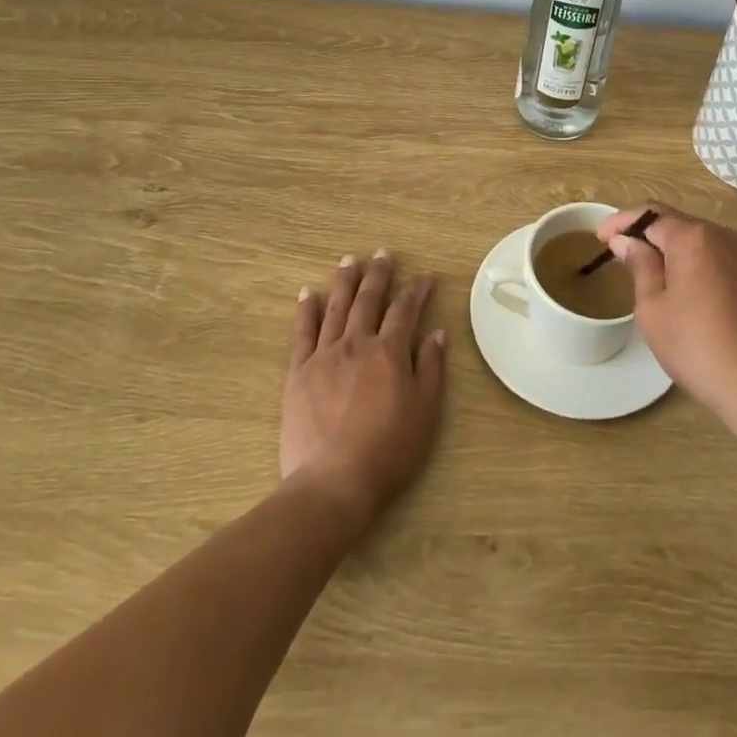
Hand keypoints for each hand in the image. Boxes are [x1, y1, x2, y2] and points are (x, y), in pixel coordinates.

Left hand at [281, 251, 446, 533]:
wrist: (334, 482)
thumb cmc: (389, 451)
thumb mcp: (425, 412)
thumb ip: (431, 368)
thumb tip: (437, 333)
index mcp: (389, 352)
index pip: (406, 310)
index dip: (417, 290)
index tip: (426, 276)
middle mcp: (357, 344)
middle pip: (369, 300)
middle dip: (378, 275)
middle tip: (383, 253)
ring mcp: (324, 356)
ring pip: (336, 308)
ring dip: (345, 282)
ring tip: (349, 261)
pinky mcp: (299, 373)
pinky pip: (303, 333)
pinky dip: (306, 310)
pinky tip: (309, 293)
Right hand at [598, 203, 736, 426]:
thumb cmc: (699, 350)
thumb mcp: (653, 311)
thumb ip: (640, 266)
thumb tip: (626, 239)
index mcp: (691, 238)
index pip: (649, 215)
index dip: (621, 222)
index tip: (602, 238)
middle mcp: (727, 234)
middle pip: (682, 226)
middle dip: (655, 240)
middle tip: (635, 267)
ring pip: (716, 238)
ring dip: (693, 250)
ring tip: (682, 281)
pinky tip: (736, 268)